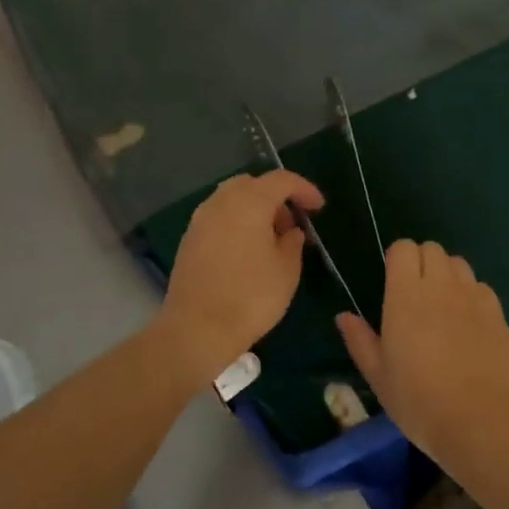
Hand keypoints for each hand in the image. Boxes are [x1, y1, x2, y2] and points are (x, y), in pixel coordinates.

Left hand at [158, 170, 323, 382]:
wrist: (197, 329)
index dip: (304, 189)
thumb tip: (290, 232)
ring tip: (271, 239)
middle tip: (292, 223)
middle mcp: (221, 202)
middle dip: (276, 197)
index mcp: (250, 202)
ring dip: (254, 210)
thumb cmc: (251, 296)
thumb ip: (293, 242)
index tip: (318, 207)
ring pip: (232, 199)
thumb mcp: (287, 270)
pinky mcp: (189, 240)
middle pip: (252, 184)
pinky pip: (218, 218)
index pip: (281, 180)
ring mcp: (200, 220)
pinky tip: (247, 250)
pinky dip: (237, 223)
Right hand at [336, 240, 508, 468]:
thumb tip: (343, 316)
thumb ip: (360, 340)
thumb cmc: (419, 401)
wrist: (479, 420)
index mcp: (405, 295)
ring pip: (458, 263)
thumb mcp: (378, 376)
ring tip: (442, 305)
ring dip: (447, 274)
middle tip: (415, 294)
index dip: (397, 259)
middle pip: (432, 248)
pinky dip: (471, 294)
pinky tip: (468, 322)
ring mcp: (473, 296)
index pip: (403, 248)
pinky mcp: (497, 312)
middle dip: (421, 262)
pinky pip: (481, 286)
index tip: (393, 283)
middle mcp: (440, 285)